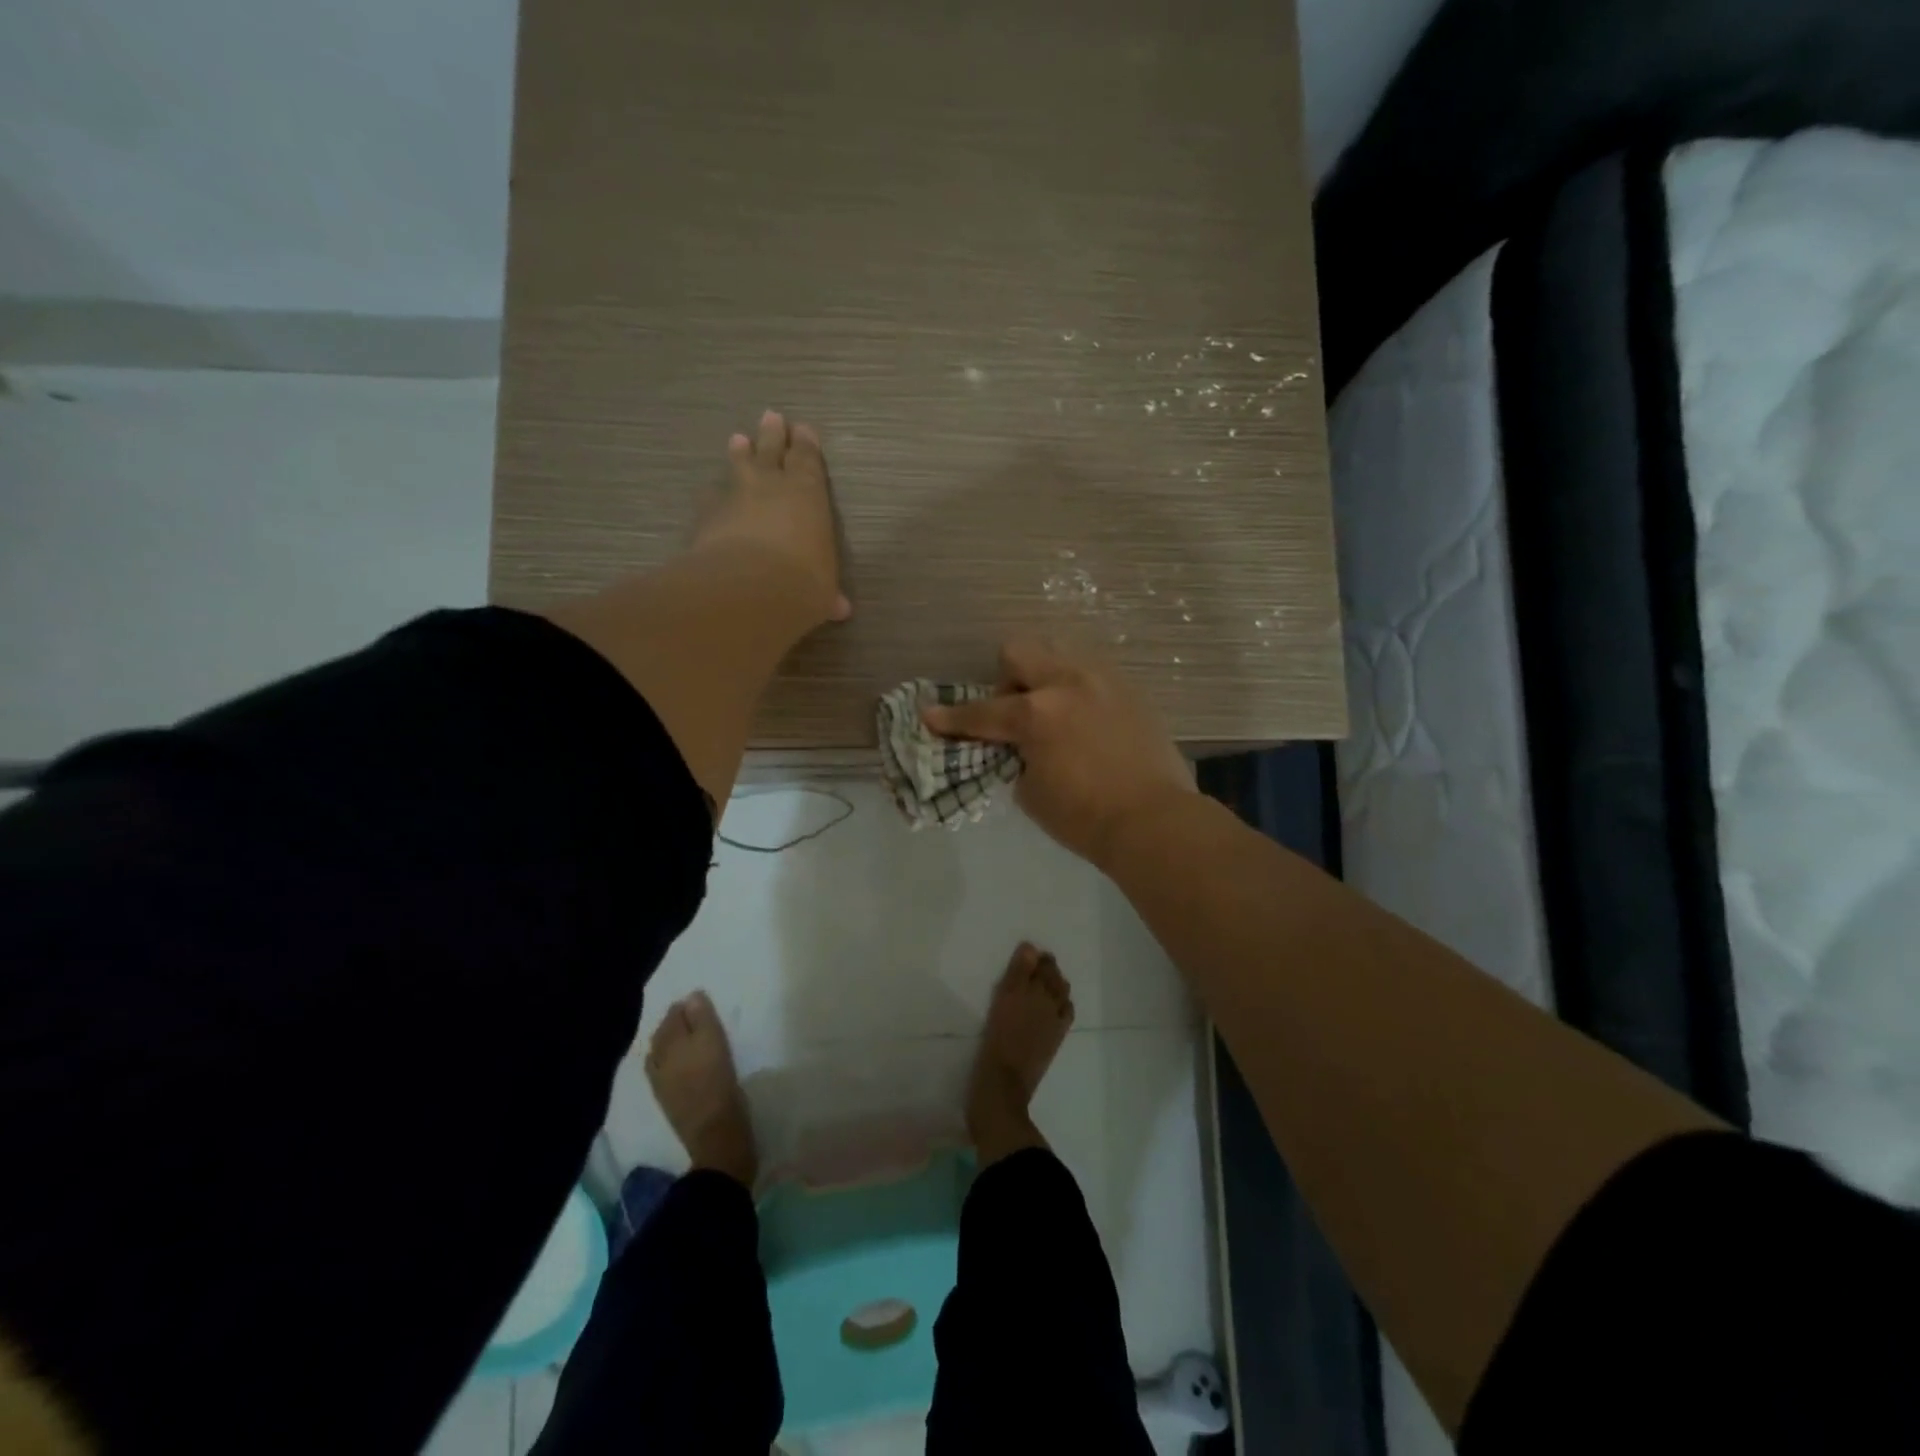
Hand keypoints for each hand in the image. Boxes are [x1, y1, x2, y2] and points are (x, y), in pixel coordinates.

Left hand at [692, 409, 851, 624]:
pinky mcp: (708, 516)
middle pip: (772, 451)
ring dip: (740, 454)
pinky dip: (714, 495)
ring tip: (738, 439)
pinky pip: (712, 498)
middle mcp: (772, 486)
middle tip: (771, 416)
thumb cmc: (802, 582)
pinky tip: (710, 494)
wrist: (748, 589)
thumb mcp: (822, 591)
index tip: (803, 429)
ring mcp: (736, 497)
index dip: (806, 445)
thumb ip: (827, 593)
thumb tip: (839, 609)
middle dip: (773, 435)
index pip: (808, 461)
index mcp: (809, 494)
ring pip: (739, 467)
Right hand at [922, 639, 1196, 866]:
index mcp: (1037, 713)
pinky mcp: (1130, 691)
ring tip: (1052, 714)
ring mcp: (1103, 682)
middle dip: (1005, 680)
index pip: (982, 712)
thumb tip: (1020, 745)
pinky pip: (1091, 675)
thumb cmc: (1084, 817)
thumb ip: (1017, 756)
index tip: (929, 715)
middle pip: (1019, 651)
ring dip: (1043, 678)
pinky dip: (1075, 691)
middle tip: (1013, 715)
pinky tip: (1084, 722)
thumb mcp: (1031, 791)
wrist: (1154, 821)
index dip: (952, 718)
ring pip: (1059, 654)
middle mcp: (1068, 684)